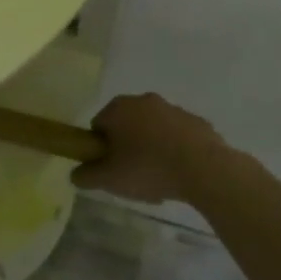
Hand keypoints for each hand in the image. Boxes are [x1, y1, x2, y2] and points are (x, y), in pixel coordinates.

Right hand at [73, 93, 231, 204]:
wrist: (204, 169)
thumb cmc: (148, 168)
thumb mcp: (108, 179)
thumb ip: (86, 176)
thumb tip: (76, 174)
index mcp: (118, 108)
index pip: (99, 125)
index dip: (100, 149)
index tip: (110, 169)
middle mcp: (144, 100)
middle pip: (126, 125)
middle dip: (127, 147)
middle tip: (132, 175)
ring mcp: (173, 109)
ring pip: (153, 130)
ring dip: (152, 148)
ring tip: (158, 179)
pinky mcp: (198, 122)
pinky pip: (178, 137)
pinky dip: (176, 151)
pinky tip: (180, 174)